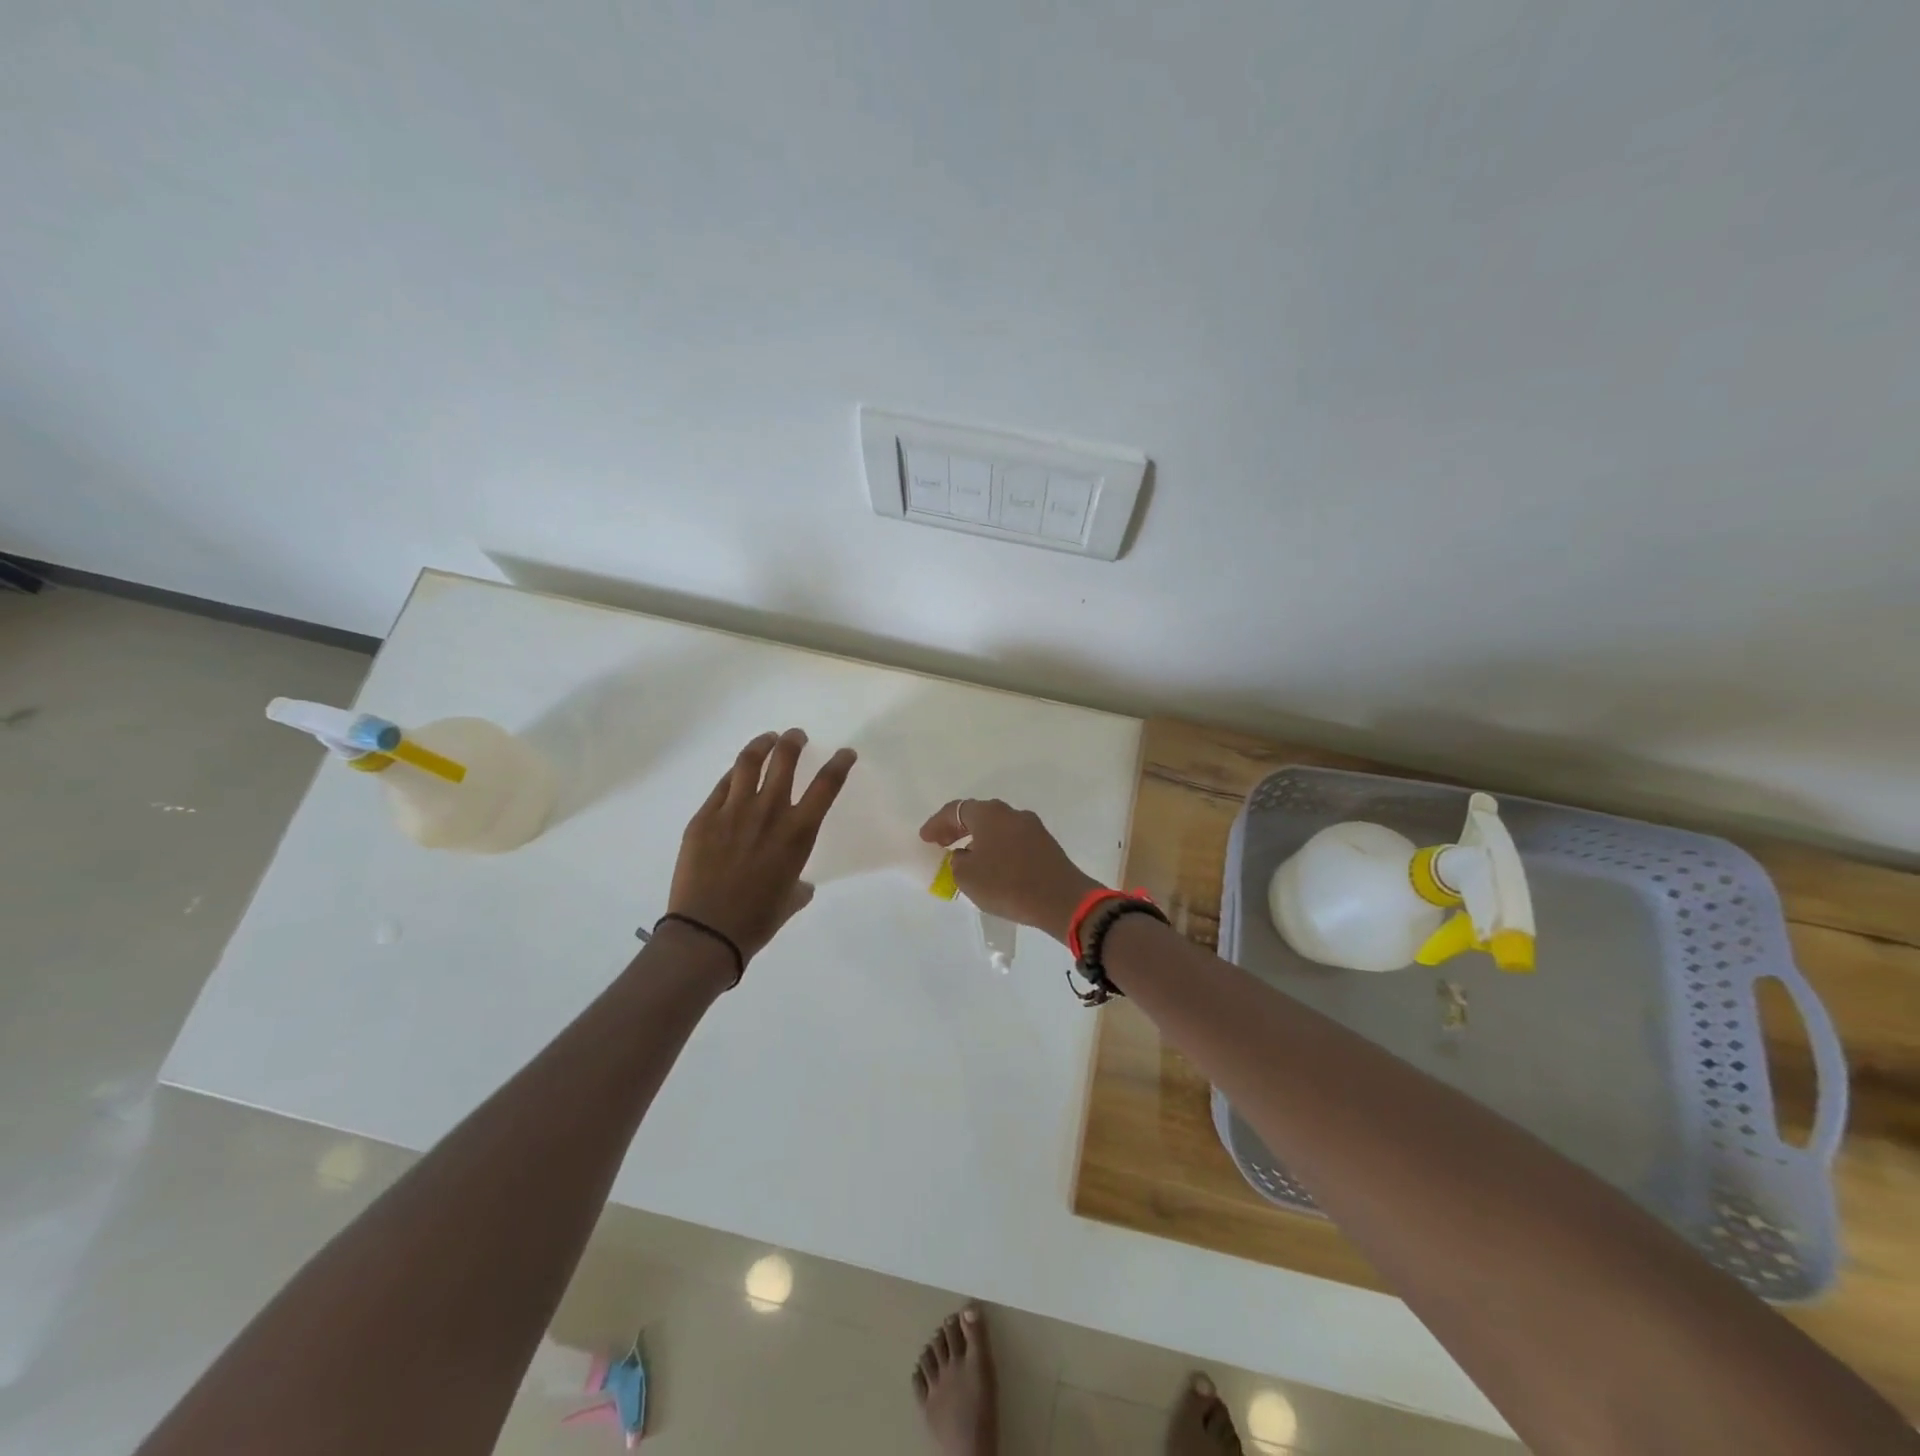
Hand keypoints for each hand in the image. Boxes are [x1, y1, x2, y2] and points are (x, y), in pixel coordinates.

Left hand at [669, 729, 856, 963]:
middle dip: (794, 741)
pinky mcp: (705, 817)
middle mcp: (769, 812)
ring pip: (750, 762)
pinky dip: (735, 774)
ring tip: (767, 740)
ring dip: (762, 745)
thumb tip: (800, 885)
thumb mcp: (790, 900)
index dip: (840, 763)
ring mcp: (733, 811)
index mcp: (798, 832)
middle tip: (795, 737)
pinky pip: (723, 786)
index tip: (845, 753)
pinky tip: (737, 774)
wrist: (707, 931)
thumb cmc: (757, 920)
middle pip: (785, 759)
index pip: (827, 784)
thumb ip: (799, 885)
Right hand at [918, 798, 1104, 942]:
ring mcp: (1032, 827)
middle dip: (957, 828)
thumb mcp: (968, 877)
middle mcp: (1011, 813)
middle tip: (942, 844)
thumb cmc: (1007, 884)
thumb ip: (958, 861)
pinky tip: (993, 866)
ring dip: (979, 838)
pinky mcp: (1045, 844)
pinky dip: (997, 847)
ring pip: (997, 827)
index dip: (937, 824)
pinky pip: (1012, 840)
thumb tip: (965, 855)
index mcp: (989, 814)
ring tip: (966, 857)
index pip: (955, 810)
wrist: (1061, 899)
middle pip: (978, 814)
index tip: (925, 839)